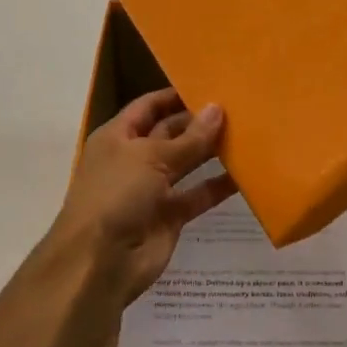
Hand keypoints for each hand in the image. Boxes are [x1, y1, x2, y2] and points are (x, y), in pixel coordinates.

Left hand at [44, 88, 233, 310]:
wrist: (99, 262)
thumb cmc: (116, 195)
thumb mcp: (151, 158)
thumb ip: (189, 138)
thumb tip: (218, 109)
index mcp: (118, 137)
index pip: (149, 106)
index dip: (175, 95)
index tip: (209, 84)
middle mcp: (134, 159)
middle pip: (171, 133)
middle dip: (198, 122)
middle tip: (238, 107)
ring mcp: (152, 189)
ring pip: (187, 163)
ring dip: (211, 151)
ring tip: (247, 134)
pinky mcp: (170, 216)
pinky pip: (197, 195)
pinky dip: (218, 186)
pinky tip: (245, 174)